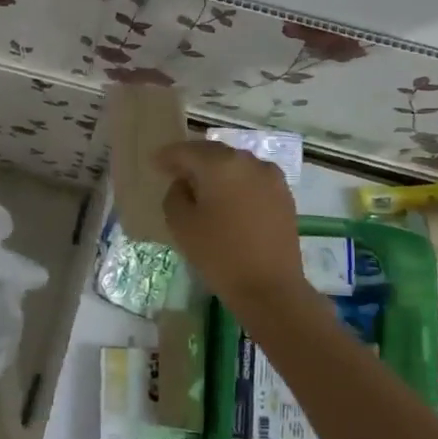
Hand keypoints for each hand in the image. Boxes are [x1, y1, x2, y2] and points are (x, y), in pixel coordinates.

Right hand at [155, 140, 308, 308]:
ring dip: (216, 171)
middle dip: (193, 160)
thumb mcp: (181, 225)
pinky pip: (252, 180)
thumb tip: (184, 184)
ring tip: (202, 187)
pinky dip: (236, 184)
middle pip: (213, 153)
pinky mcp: (284, 195)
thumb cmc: (219, 254)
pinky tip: (228, 200)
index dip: (167, 156)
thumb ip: (175, 195)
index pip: (187, 151)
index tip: (154, 163)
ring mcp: (270, 177)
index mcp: (220, 164)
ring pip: (235, 165)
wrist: (270, 287)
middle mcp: (248, 161)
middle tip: (175, 172)